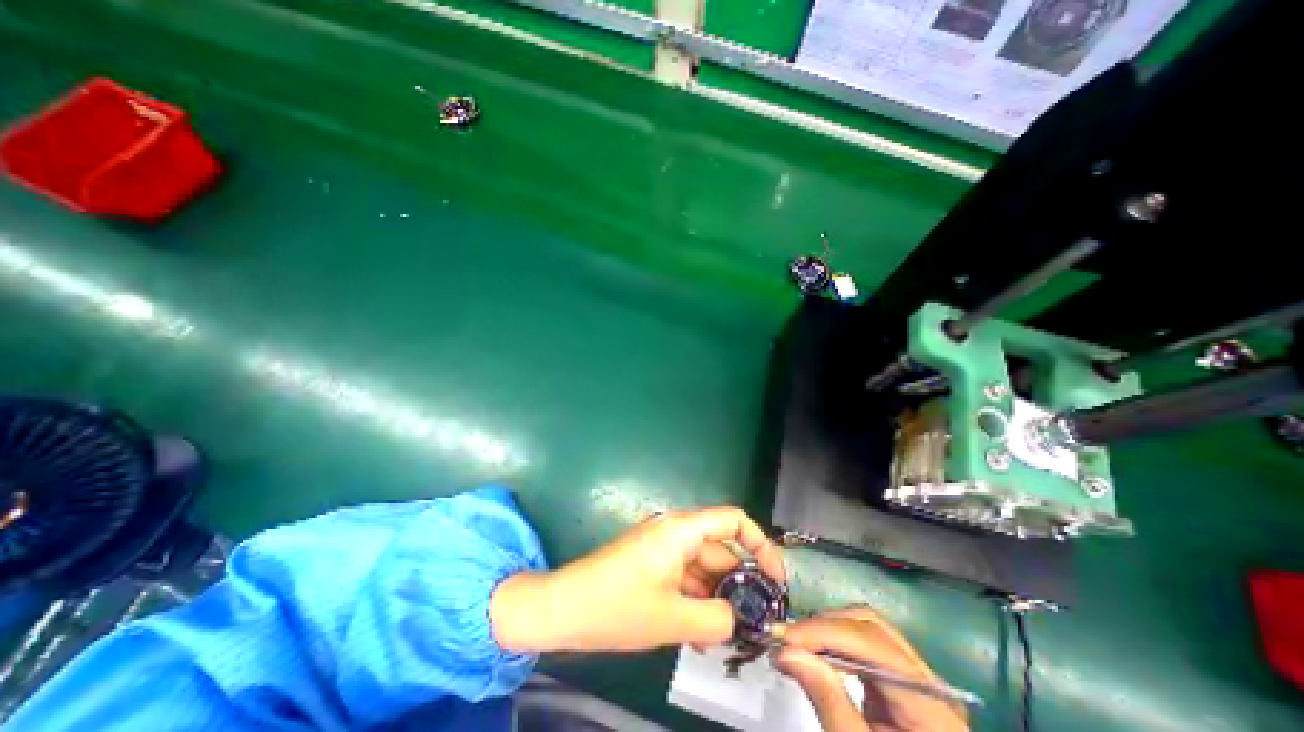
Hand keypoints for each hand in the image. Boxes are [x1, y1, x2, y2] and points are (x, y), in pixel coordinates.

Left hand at [490, 510, 782, 651]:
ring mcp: (662, 545)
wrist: (563, 608)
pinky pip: (685, 574)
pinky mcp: (652, 561)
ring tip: (727, 635)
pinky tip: (702, 630)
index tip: (774, 580)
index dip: (760, 545)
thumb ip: (715, 619)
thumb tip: (739, 618)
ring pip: (703, 565)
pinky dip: (697, 597)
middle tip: (753, 622)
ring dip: (717, 595)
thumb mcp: (672, 618)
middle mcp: (675, 529)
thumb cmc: (616, 606)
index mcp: (681, 529)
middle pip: (720, 547)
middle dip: (739, 583)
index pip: (733, 520)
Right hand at [772, 606, 967, 730]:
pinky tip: (813, 649)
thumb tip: (787, 651)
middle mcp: (928, 678)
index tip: (784, 637)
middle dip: (823, 627)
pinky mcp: (898, 674)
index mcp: (931, 703)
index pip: (872, 643)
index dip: (825, 632)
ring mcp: (916, 673)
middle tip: (785, 638)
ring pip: (864, 626)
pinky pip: (862, 641)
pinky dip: (833, 640)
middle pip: (869, 625)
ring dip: (825, 629)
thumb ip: (827, 699)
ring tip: (794, 643)